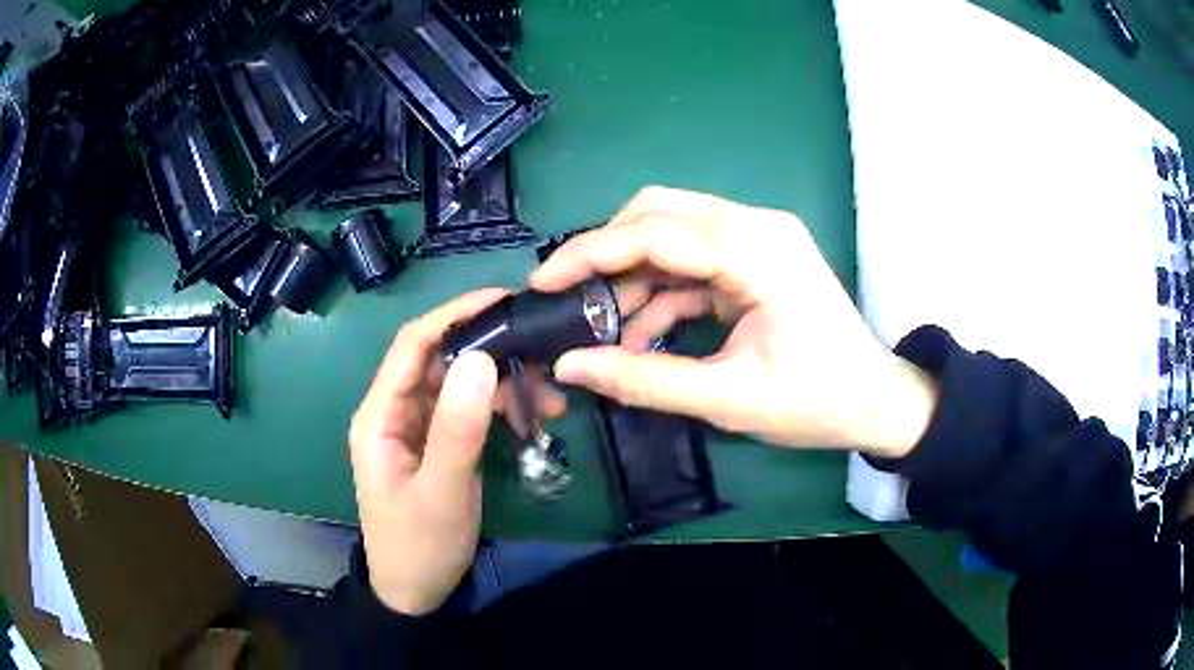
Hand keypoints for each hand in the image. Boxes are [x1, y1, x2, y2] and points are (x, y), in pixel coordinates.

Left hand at [349, 289, 562, 614]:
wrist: (415, 592)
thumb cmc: (419, 544)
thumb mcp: (441, 491)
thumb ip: (458, 428)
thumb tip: (481, 357)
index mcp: (380, 414)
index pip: (413, 345)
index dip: (453, 314)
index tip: (502, 298)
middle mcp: (395, 410)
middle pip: (439, 358)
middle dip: (488, 347)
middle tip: (541, 346)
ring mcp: (418, 427)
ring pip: (459, 383)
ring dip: (501, 380)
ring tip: (549, 389)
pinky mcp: (439, 443)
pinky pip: (469, 410)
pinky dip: (500, 406)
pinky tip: (533, 412)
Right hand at [532, 186, 937, 457]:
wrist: (876, 402)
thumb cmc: (816, 402)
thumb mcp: (728, 398)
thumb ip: (644, 380)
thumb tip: (570, 366)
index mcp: (757, 250)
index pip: (655, 231)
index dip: (590, 253)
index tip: (542, 282)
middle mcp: (755, 227)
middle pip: (658, 214)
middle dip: (606, 254)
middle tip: (568, 299)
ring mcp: (757, 239)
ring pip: (671, 235)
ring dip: (632, 278)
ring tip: (601, 327)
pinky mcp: (754, 260)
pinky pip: (692, 263)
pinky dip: (661, 294)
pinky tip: (640, 334)